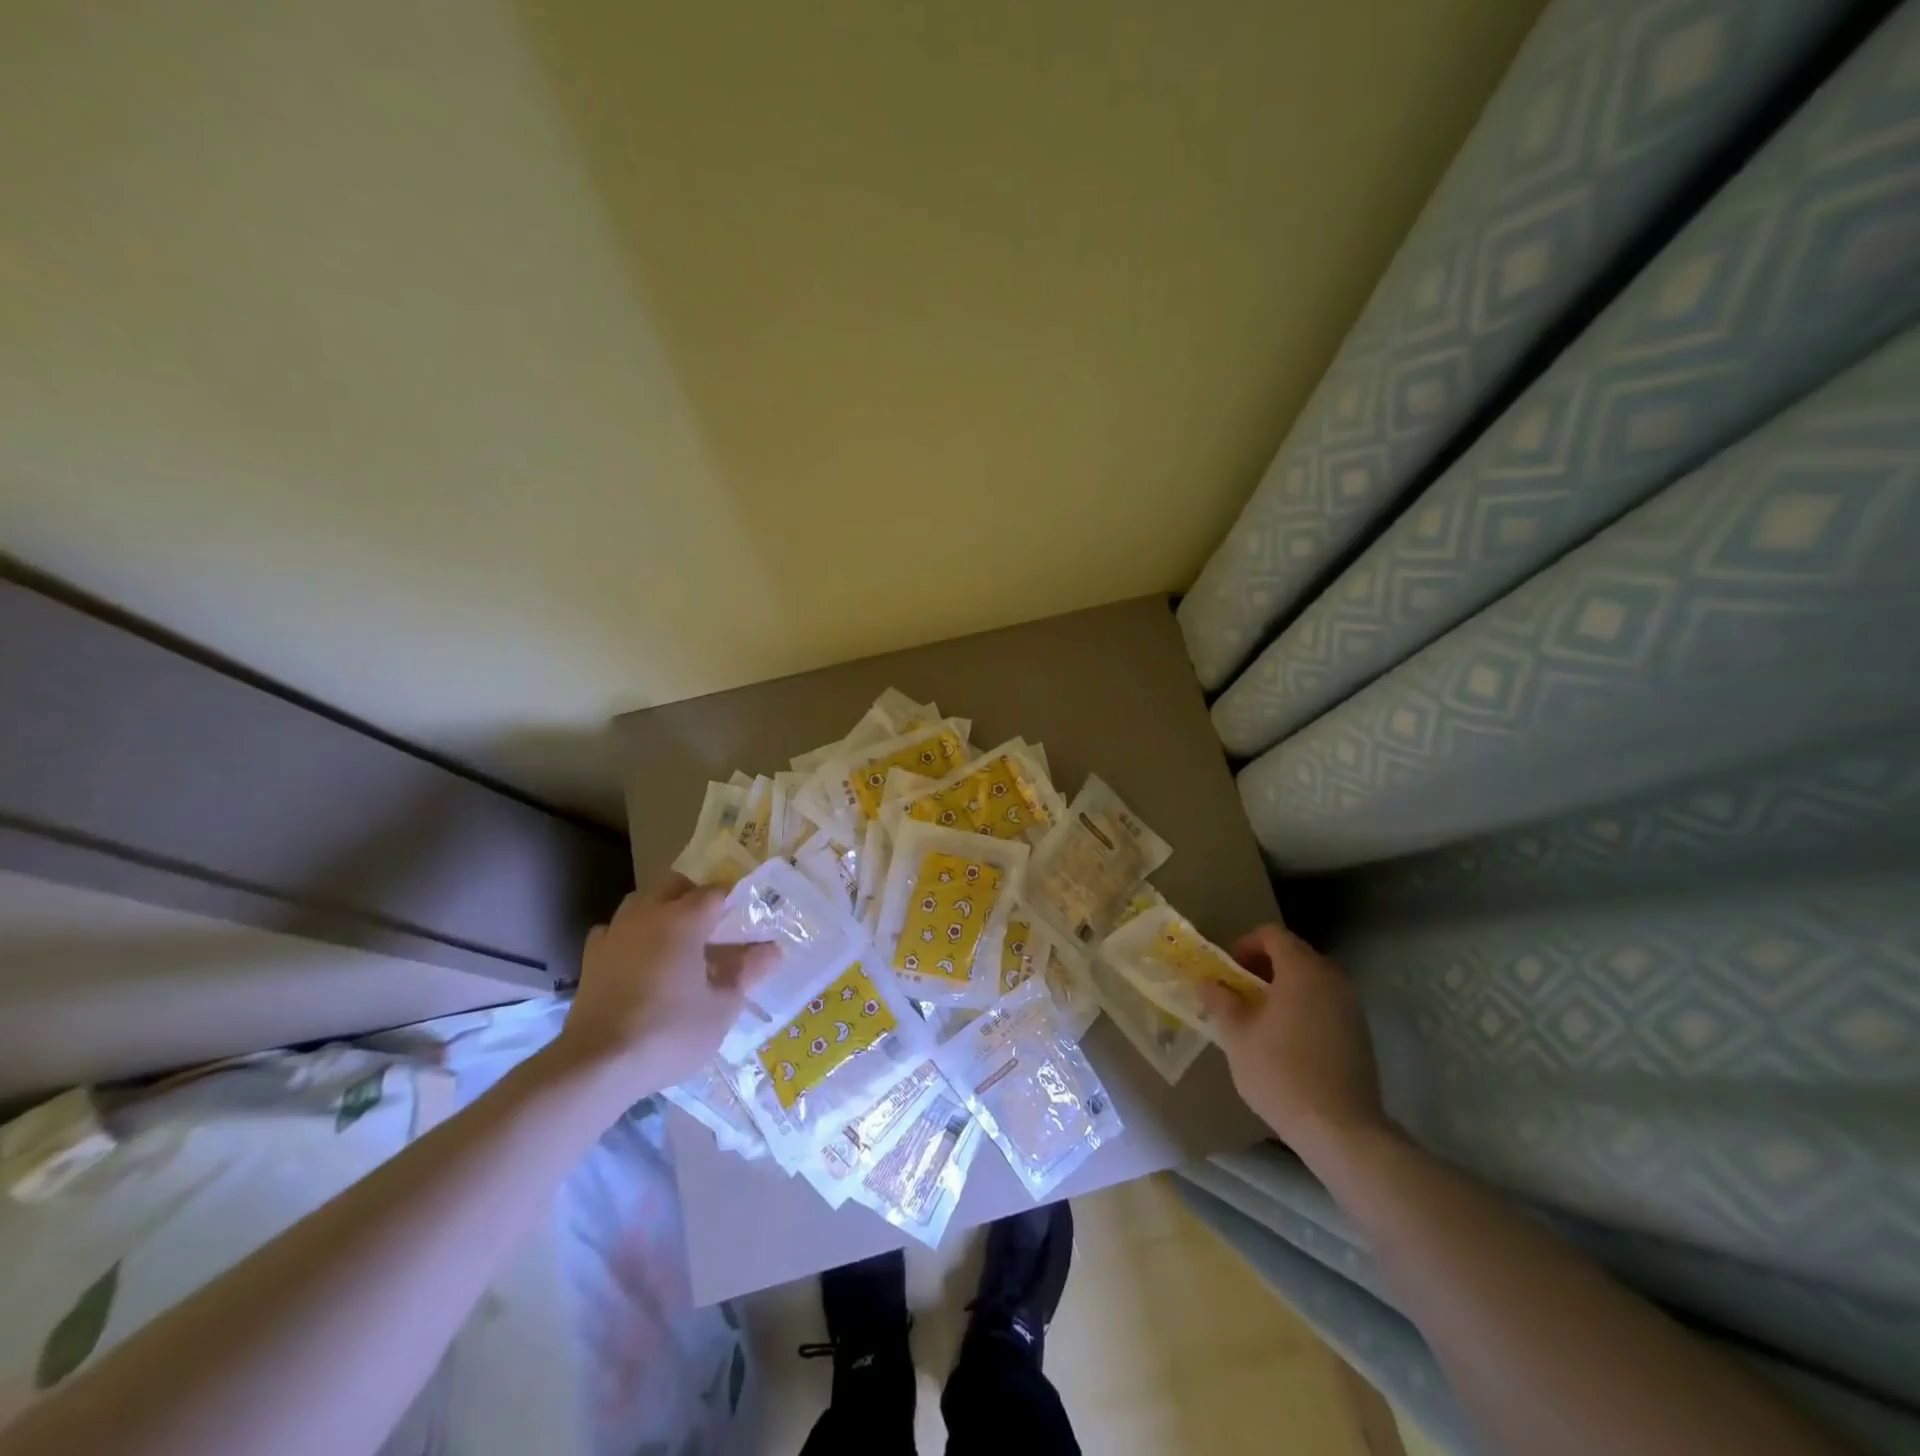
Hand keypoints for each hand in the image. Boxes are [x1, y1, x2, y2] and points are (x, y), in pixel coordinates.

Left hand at [551, 876, 778, 1096]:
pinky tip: (637, 959)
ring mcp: (615, 933)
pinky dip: (629, 935)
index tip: (745, 919)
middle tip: (712, 928)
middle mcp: (648, 914)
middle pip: (674, 885)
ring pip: (640, 902)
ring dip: (660, 910)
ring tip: (675, 941)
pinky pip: (614, 930)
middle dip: (694, 897)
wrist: (598, 1065)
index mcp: (684, 919)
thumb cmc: (669, 1032)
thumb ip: (746, 972)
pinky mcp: (591, 957)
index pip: (715, 892)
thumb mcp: (721, 1008)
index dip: (733, 901)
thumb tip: (772, 950)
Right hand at [1198, 923, 1387, 1159]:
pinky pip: (1326, 1003)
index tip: (1228, 970)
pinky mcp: (1360, 1034)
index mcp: (1302, 970)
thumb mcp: (1236, 1036)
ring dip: (1284, 987)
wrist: (1341, 1130)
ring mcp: (1351, 1007)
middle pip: (1294, 954)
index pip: (1272, 935)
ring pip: (1312, 980)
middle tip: (1239, 991)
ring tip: (1260, 1017)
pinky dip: (1304, 1007)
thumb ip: (1221, 1001)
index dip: (1245, 944)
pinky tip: (1287, 1040)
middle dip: (1263, 966)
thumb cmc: (1280, 1073)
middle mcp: (1331, 979)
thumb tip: (1209, 982)